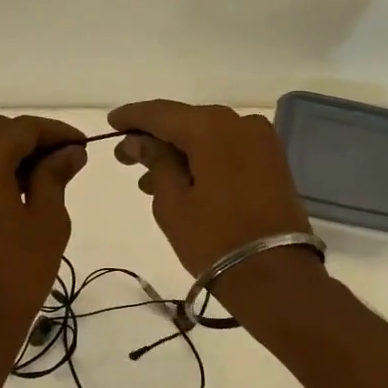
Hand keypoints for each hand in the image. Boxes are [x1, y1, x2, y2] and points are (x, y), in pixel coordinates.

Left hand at [0, 115, 87, 355]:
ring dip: (14, 154)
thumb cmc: (15, 274)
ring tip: (49, 177)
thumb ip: (55, 176)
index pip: (21, 128)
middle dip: (33, 139)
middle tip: (67, 160)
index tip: (83, 146)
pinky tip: (22, 192)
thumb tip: (70, 151)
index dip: (55, 132)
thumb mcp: (46, 221)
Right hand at [107, 101, 320, 289]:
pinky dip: (204, 158)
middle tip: (126, 157)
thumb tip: (139, 140)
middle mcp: (239, 122)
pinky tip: (183, 180)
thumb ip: (155, 161)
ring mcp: (261, 141)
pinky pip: (228, 149)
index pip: (161, 112)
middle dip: (156, 137)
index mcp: (211, 127)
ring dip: (179, 152)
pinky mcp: (272, 161)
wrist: (275, 275)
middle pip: (187, 121)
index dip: (133, 117)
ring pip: (208, 136)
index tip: (111, 123)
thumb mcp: (173, 202)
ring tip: (149, 180)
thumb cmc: (214, 239)